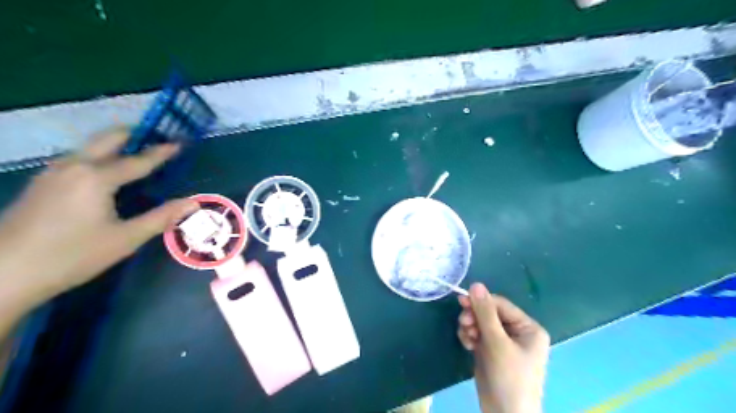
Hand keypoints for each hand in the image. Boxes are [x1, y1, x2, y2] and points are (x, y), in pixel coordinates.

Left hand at [0, 131, 198, 308]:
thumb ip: (162, 217)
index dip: (162, 152)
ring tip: (138, 149)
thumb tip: (193, 203)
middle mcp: (73, 166)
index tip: (180, 142)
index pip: (139, 160)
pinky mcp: (42, 183)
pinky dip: (99, 155)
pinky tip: (106, 169)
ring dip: (116, 144)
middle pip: (108, 139)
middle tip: (158, 136)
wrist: (4, 274)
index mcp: (96, 177)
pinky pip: (78, 158)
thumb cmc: (73, 255)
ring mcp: (53, 173)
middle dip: (135, 134)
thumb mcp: (126, 238)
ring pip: (90, 147)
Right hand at [458, 286, 548, 412]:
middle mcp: (517, 332)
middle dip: (475, 317)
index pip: (500, 305)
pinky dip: (470, 336)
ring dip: (471, 326)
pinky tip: (467, 344)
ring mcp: (503, 342)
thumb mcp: (497, 343)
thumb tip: (475, 284)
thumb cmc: (509, 377)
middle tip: (463, 323)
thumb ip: (485, 313)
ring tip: (466, 337)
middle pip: (490, 313)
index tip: (461, 301)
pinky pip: (478, 335)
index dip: (481, 302)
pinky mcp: (491, 352)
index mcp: (528, 328)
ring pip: (481, 323)